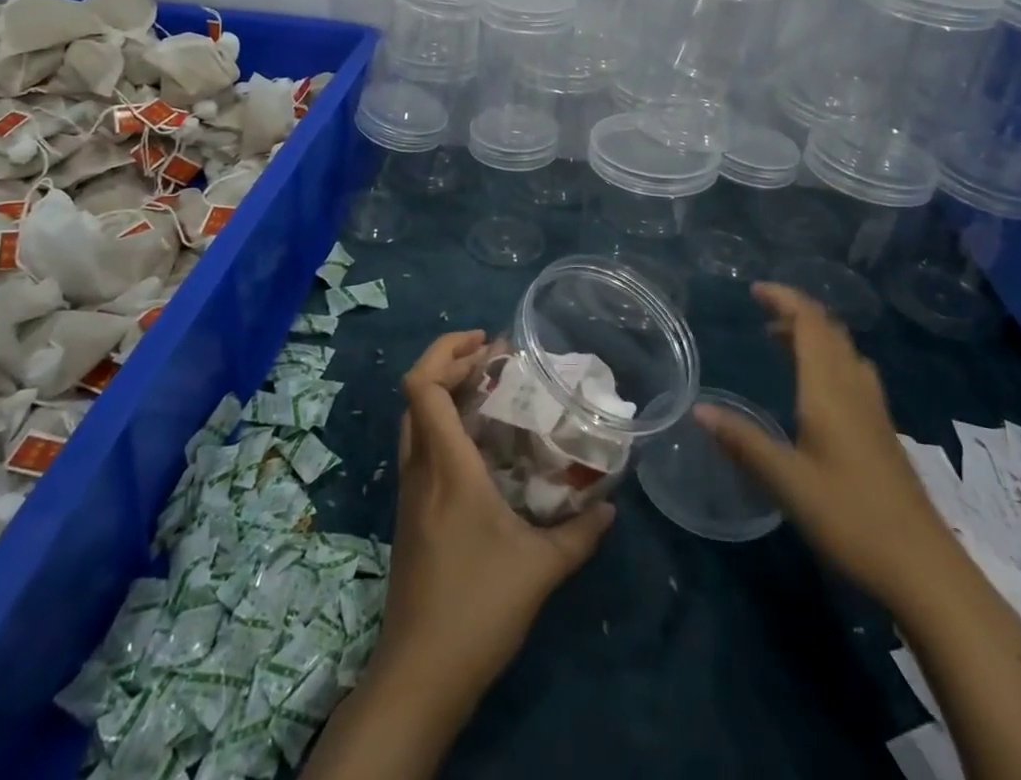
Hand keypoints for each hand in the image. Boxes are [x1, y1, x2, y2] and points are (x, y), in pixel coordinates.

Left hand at [375, 330, 614, 703]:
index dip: (447, 351)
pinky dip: (445, 427)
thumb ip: (580, 534)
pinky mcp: (411, 515)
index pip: (423, 386)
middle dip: (451, 364)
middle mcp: (420, 469)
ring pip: (416, 421)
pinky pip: (421, 449)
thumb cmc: (477, 609)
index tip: (487, 343)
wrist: (419, 677)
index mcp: (445, 466)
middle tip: (496, 361)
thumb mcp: (540, 569)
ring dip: (447, 395)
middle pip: (417, 394)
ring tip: (492, 393)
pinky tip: (482, 449)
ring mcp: (410, 493)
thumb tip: (610, 505)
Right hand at [695, 282, 949, 597]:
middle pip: (830, 331)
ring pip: (845, 352)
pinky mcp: (883, 432)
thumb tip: (699, 409)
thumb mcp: (787, 483)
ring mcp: (875, 411)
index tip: (754, 290)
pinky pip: (855, 373)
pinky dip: (830, 360)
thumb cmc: (851, 519)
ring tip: (783, 344)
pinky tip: (818, 390)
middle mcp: (855, 389)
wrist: (925, 570)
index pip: (810, 323)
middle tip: (763, 316)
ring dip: (815, 336)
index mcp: (829, 391)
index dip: (785, 298)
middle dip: (797, 313)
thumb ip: (743, 442)